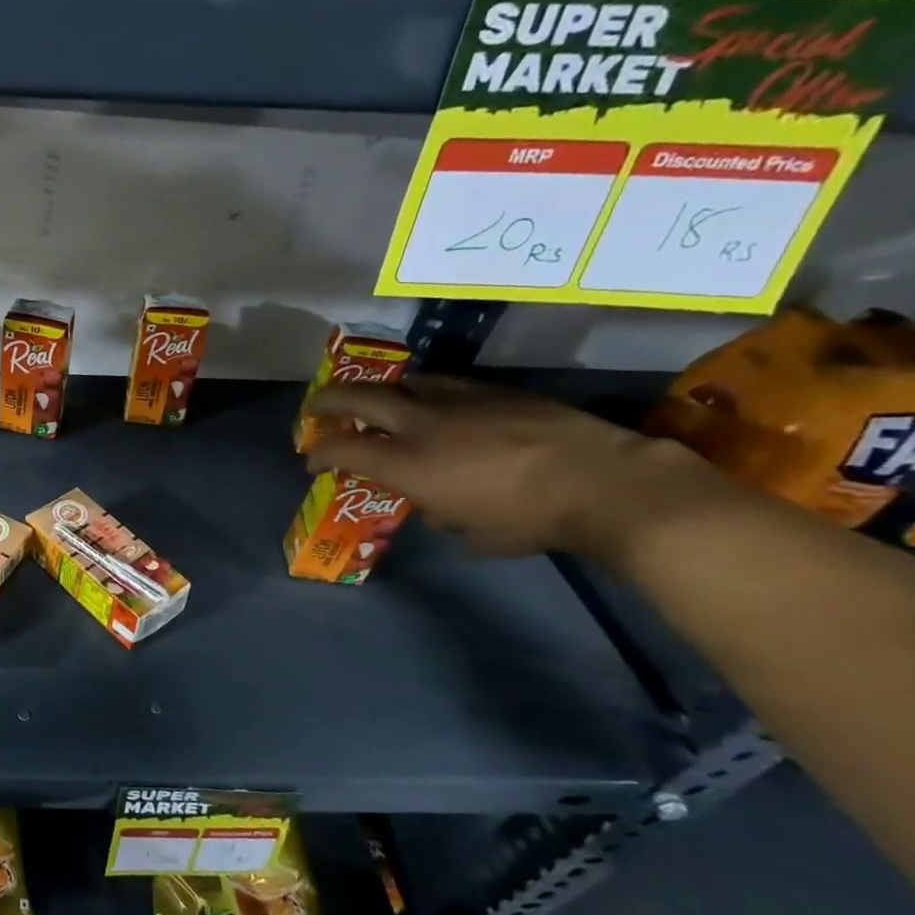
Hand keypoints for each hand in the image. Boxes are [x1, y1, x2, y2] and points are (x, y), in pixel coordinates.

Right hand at [303, 376, 724, 558]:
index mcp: (406, 463)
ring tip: (374, 401)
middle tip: (314, 408)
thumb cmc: (526, 520)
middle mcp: (420, 424)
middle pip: (358, 398)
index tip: (311, 463)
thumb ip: (433, 509)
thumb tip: (430, 498)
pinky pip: (442, 383)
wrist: (603, 483)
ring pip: (401, 383)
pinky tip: (430, 401)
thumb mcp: (465, 531)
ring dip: (378, 392)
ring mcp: (457, 400)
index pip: (341, 448)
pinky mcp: (492, 391)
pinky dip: (422, 391)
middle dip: (328, 402)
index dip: (318, 454)